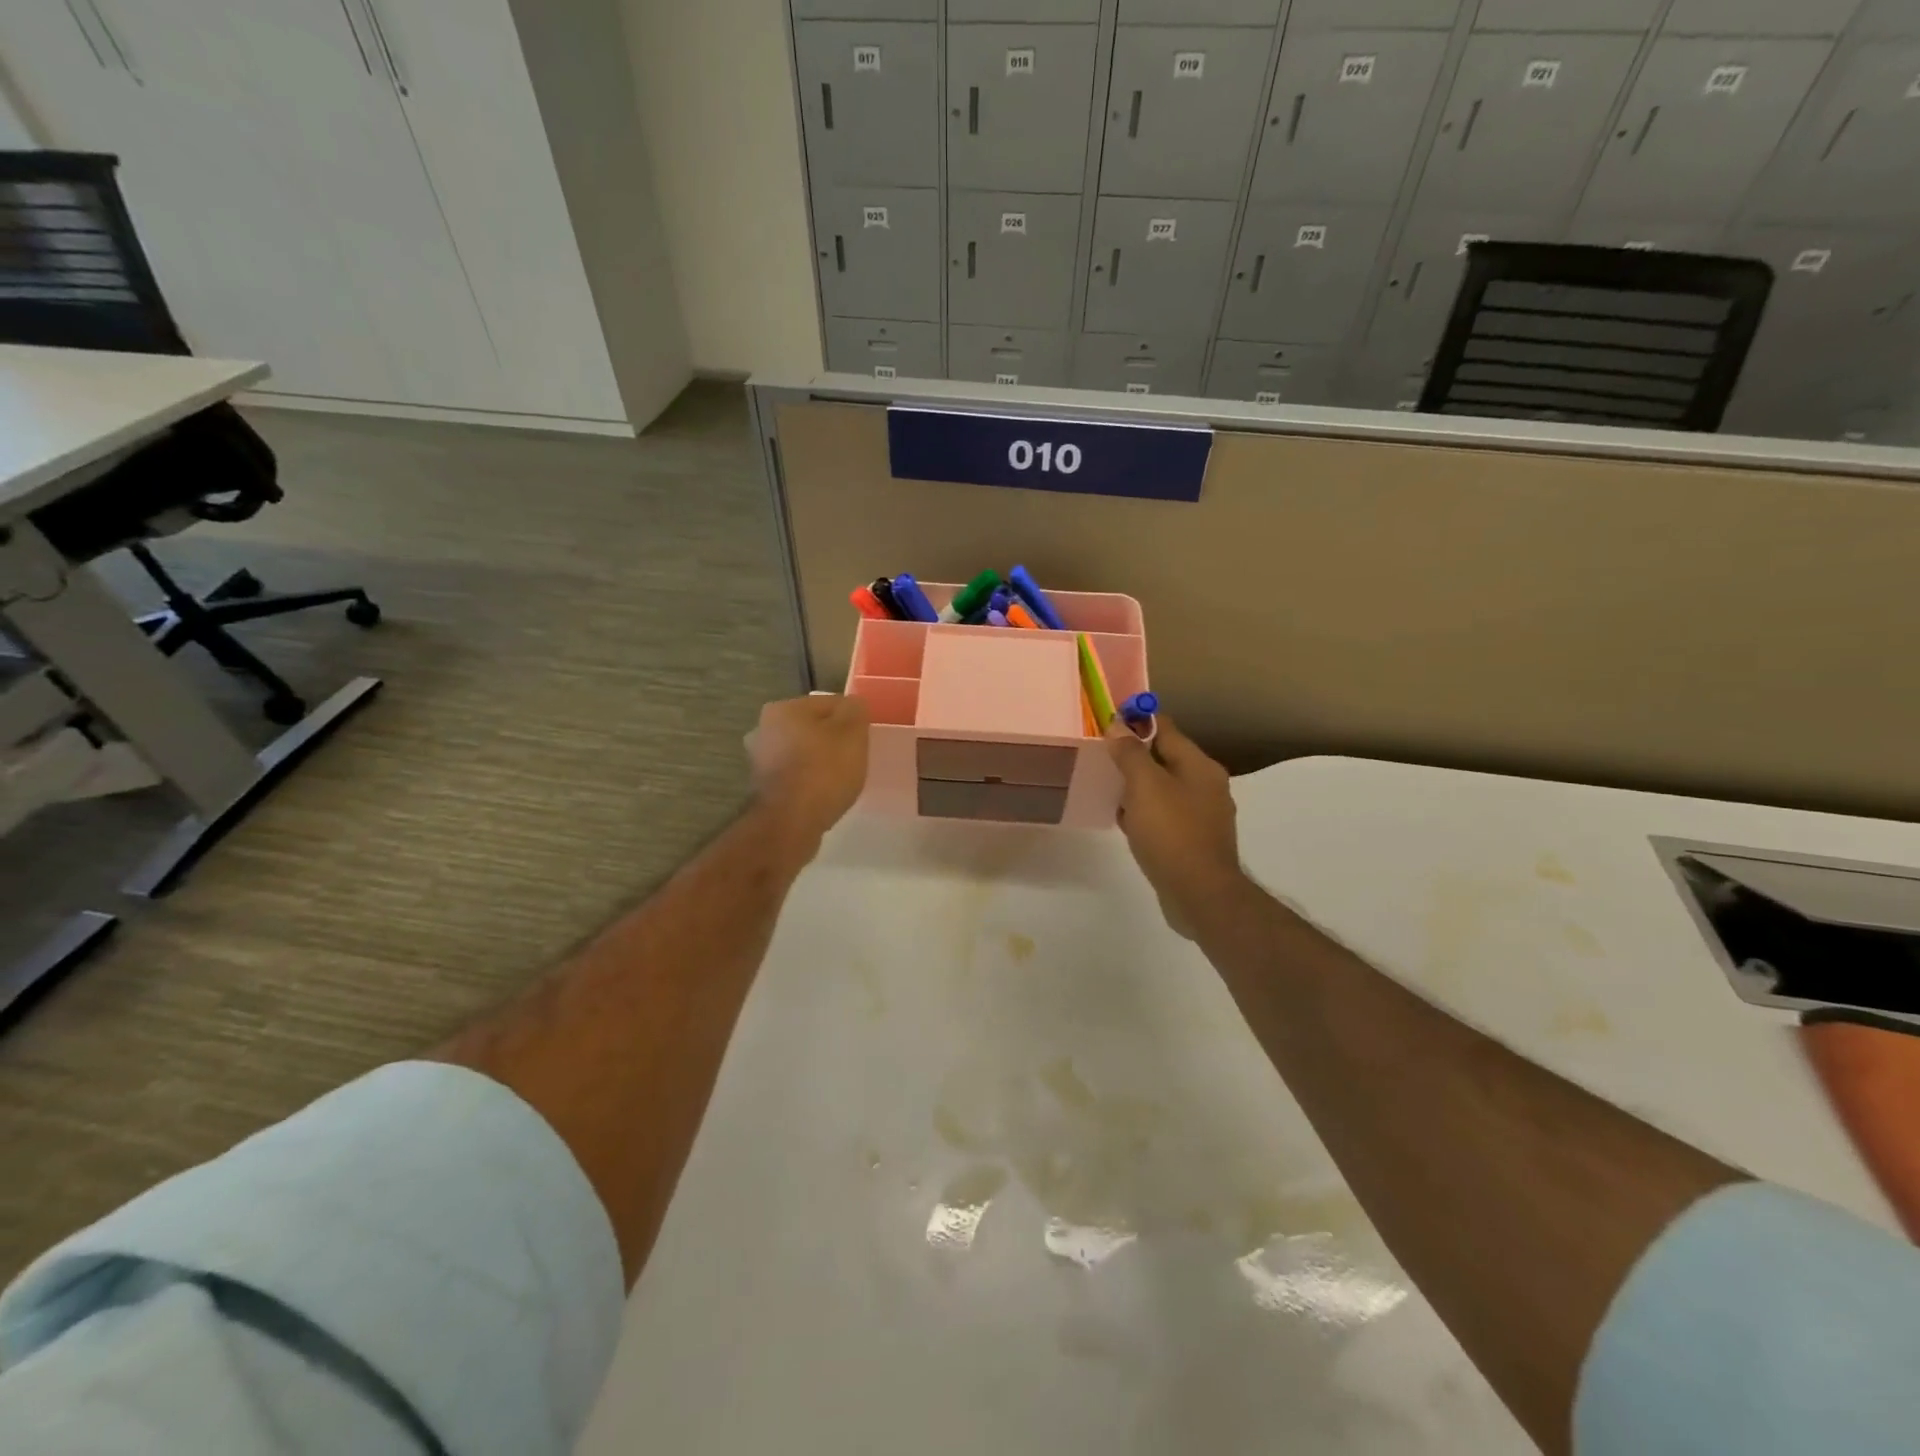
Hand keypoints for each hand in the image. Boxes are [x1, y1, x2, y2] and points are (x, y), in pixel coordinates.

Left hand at [747, 694, 870, 853]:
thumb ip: (855, 710)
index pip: (830, 703)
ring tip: (841, 778)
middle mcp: (764, 728)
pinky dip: (809, 780)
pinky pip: (795, 775)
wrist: (790, 823)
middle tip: (855, 757)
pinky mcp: (763, 787)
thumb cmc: (824, 771)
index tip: (865, 738)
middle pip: (813, 727)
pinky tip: (823, 793)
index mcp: (784, 708)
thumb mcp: (852, 733)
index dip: (852, 719)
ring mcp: (759, 759)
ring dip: (820, 760)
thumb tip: (853, 705)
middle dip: (833, 739)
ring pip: (803, 751)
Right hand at [1105, 716, 1247, 937]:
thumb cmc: (1172, 833)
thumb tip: (1117, 725)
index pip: (1165, 728)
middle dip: (1134, 757)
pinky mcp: (1195, 840)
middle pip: (1165, 758)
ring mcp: (1203, 814)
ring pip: (1164, 788)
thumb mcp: (1145, 786)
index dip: (1136, 721)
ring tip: (1110, 792)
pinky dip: (1146, 814)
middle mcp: (1207, 785)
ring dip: (1138, 788)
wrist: (1200, 894)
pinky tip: (1127, 824)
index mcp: (1199, 765)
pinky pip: (1166, 815)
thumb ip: (1130, 753)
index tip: (1108, 724)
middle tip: (1103, 760)